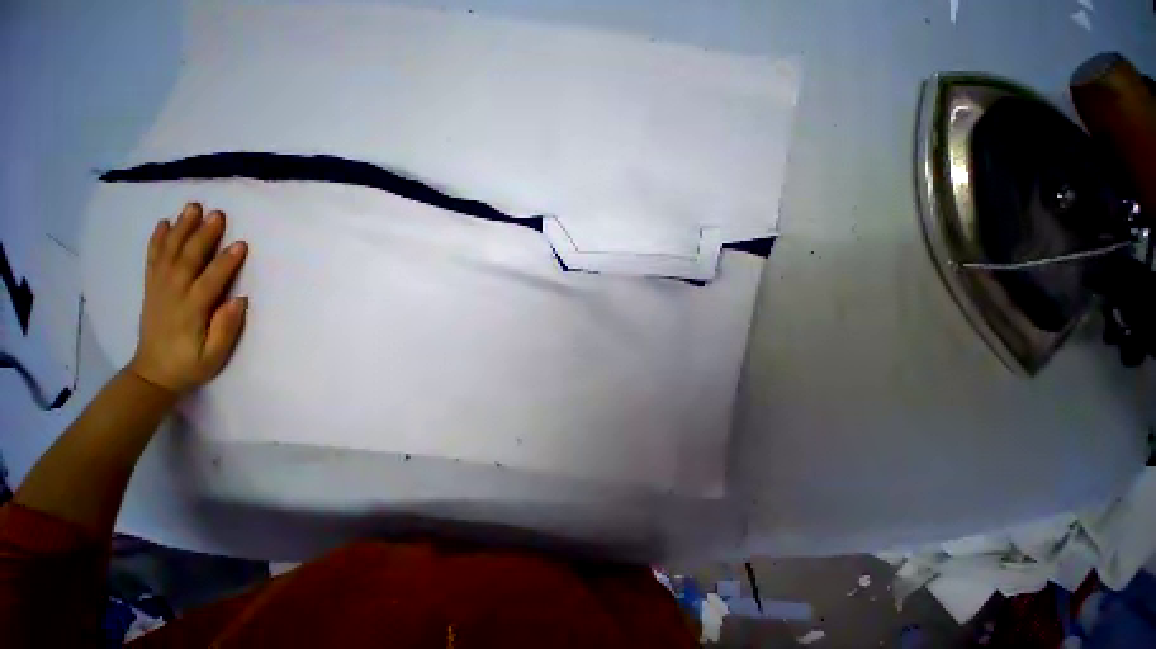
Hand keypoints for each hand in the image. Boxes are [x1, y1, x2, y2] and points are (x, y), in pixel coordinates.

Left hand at [128, 203, 248, 394]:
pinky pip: (152, 260)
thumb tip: (239, 300)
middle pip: (186, 260)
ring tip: (192, 208)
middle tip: (217, 214)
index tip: (241, 245)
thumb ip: (226, 328)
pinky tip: (164, 224)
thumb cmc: (191, 365)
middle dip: (202, 236)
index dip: (225, 263)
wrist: (152, 374)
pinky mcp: (152, 289)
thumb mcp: (214, 355)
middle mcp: (171, 295)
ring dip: (181, 229)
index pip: (209, 282)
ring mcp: (158, 290)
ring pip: (168, 254)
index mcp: (190, 312)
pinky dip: (157, 240)